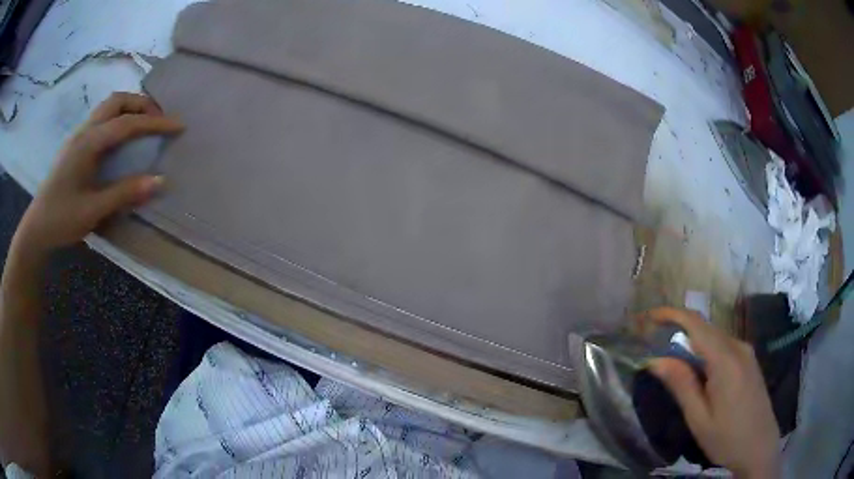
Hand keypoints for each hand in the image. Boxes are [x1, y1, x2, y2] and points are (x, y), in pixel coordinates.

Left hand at [16, 92, 182, 254]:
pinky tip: (121, 136)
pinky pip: (102, 117)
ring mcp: (79, 134)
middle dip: (142, 104)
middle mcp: (85, 130)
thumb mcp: (93, 210)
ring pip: (109, 106)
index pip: (128, 123)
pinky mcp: (76, 143)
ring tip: (144, 124)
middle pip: (118, 101)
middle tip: (159, 120)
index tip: (179, 125)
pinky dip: (118, 117)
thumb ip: (125, 193)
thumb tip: (160, 181)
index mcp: (89, 143)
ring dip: (130, 107)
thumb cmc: (62, 219)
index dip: (155, 123)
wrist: (36, 227)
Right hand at [644, 307, 779, 477]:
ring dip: (692, 342)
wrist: (760, 447)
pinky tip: (698, 370)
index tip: (648, 317)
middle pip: (705, 327)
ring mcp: (747, 353)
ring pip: (714, 337)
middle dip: (678, 329)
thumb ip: (681, 385)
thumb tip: (656, 359)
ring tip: (672, 360)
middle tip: (653, 343)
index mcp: (726, 360)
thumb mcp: (699, 418)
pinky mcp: (749, 361)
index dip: (671, 314)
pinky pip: (724, 346)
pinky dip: (705, 350)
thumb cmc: (727, 438)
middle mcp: (738, 347)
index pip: (696, 324)